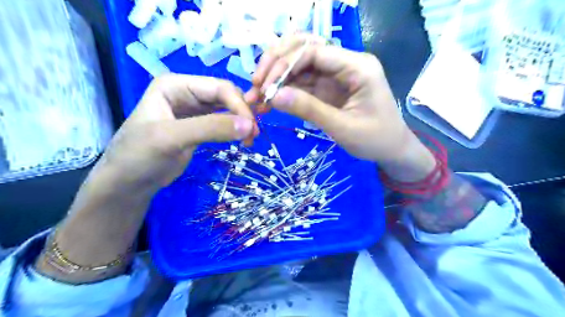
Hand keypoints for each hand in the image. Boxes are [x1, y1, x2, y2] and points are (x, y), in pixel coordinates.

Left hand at [97, 73, 255, 192]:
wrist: (129, 182)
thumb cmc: (140, 156)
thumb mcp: (172, 138)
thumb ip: (210, 128)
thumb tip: (249, 125)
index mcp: (176, 85)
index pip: (219, 87)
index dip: (239, 105)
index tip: (251, 128)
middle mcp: (187, 92)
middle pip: (226, 96)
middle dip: (243, 114)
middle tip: (253, 136)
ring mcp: (194, 109)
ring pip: (228, 109)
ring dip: (242, 122)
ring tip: (249, 140)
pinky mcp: (200, 125)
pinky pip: (224, 122)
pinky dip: (235, 129)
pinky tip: (241, 139)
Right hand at [245, 33, 433, 179]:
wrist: (392, 149)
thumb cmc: (375, 139)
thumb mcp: (342, 127)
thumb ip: (309, 109)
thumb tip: (273, 96)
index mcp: (357, 66)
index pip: (314, 51)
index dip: (284, 65)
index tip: (264, 86)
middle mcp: (346, 63)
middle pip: (304, 49)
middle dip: (276, 64)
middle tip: (256, 84)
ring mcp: (336, 74)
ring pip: (300, 65)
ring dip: (276, 77)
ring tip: (257, 95)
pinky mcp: (329, 87)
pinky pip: (303, 82)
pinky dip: (285, 90)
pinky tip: (269, 100)